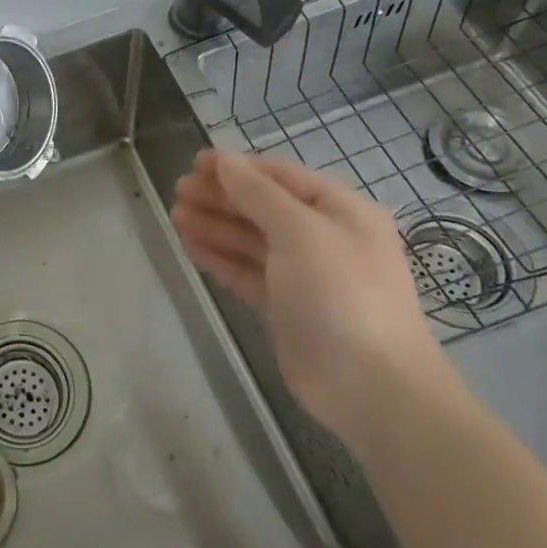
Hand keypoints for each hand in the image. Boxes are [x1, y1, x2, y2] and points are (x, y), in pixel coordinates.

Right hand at [171, 150, 447, 447]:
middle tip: (178, 190)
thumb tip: (224, 161)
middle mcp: (322, 238)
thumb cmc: (340, 294)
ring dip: (214, 225)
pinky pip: (245, 271)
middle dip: (221, 196)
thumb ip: (258, 193)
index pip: (280, 176)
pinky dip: (218, 257)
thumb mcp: (301, 232)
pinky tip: (189, 245)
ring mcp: (302, 275)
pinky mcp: (283, 307)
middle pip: (262, 207)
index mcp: (339, 211)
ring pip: (250, 240)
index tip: (195, 162)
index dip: (238, 167)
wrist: (370, 386)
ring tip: (175, 215)